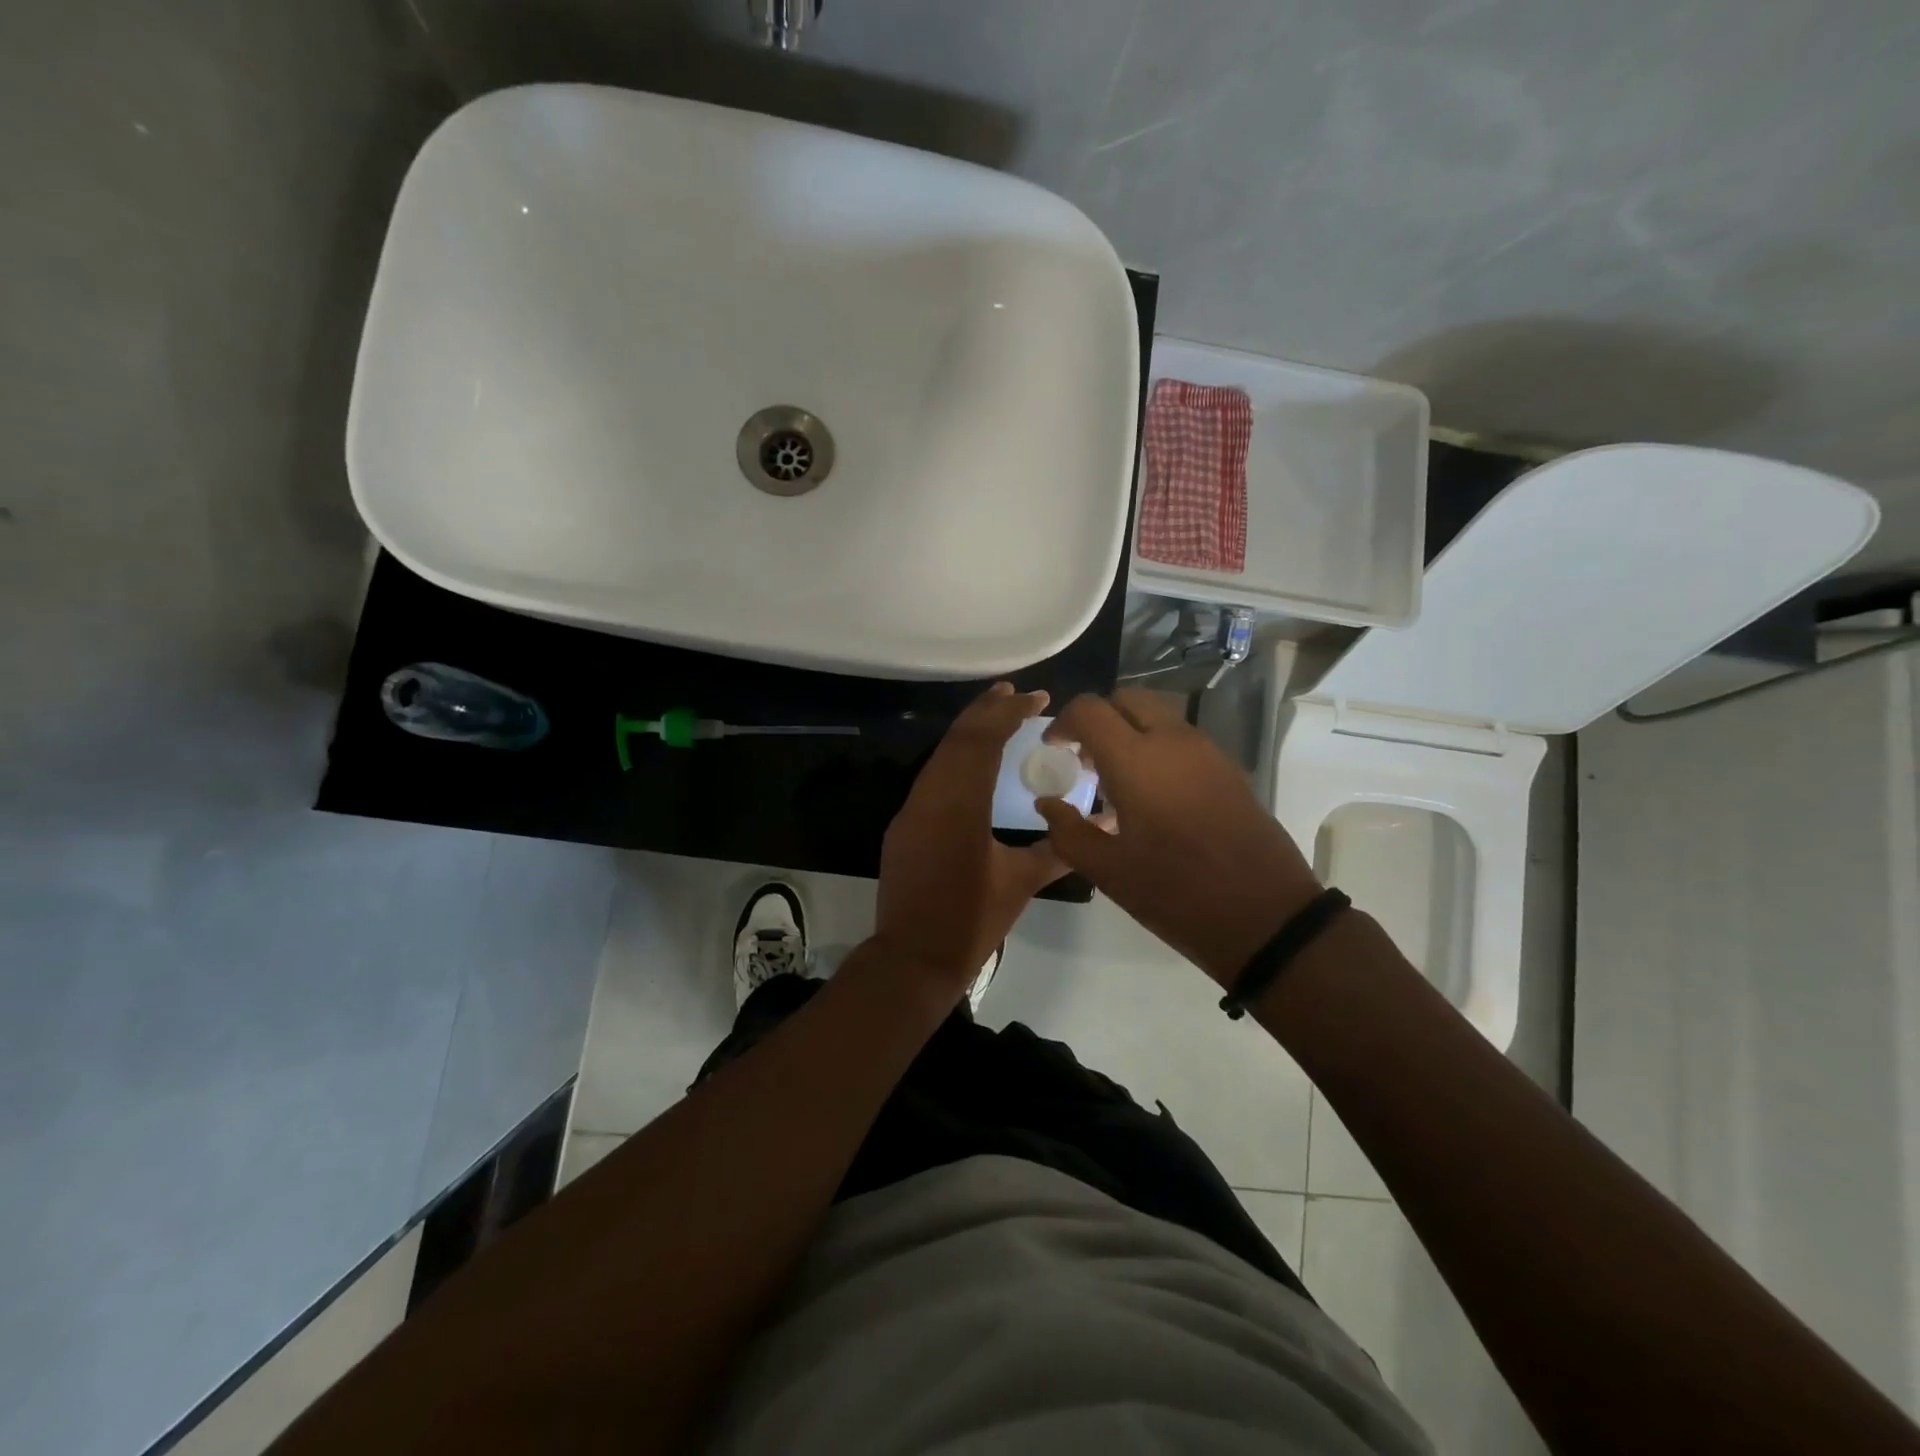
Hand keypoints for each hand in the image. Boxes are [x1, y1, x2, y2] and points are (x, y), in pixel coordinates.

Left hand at [872, 682, 1069, 1001]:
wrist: (913, 957)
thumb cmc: (971, 921)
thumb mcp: (1020, 883)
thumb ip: (1058, 849)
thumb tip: (1101, 828)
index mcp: (961, 806)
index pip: (983, 742)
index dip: (1008, 713)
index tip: (1037, 697)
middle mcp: (931, 797)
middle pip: (957, 739)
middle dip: (986, 710)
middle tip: (1015, 692)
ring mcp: (911, 810)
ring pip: (940, 755)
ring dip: (968, 731)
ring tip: (996, 714)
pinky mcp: (904, 825)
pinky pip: (932, 776)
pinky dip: (955, 758)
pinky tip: (972, 761)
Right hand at [1035, 689, 1322, 986]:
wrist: (1266, 915)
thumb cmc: (1176, 893)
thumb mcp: (1109, 871)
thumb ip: (1068, 832)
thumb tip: (1047, 804)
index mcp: (1136, 760)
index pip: (1089, 710)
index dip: (1063, 722)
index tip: (1054, 750)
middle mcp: (1172, 741)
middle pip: (1126, 699)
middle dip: (1098, 718)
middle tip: (1085, 758)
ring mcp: (1206, 751)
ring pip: (1158, 715)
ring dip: (1129, 731)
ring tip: (1116, 779)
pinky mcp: (1228, 768)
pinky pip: (1182, 738)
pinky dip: (1157, 746)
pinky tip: (1153, 795)